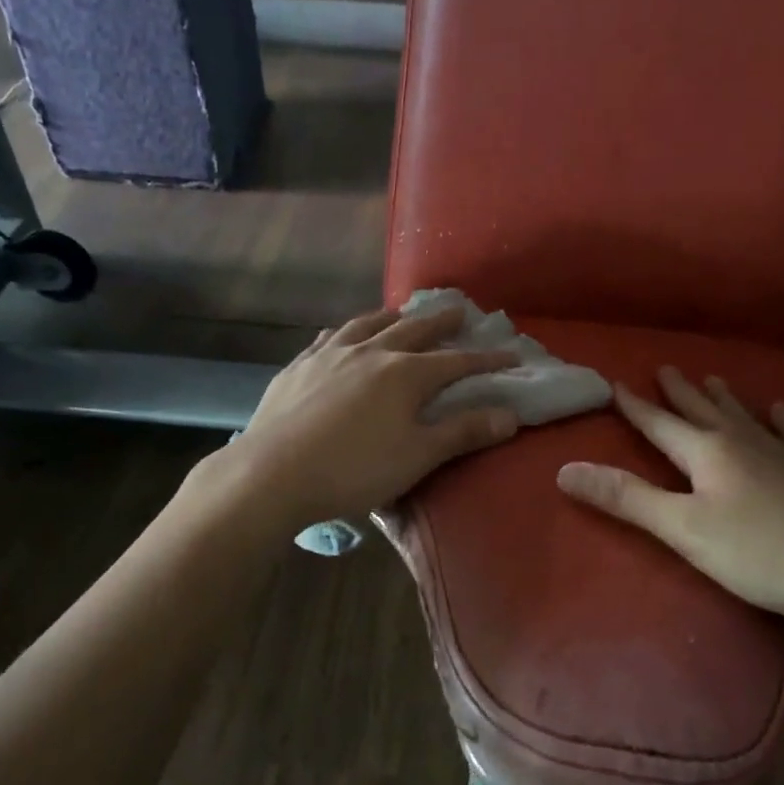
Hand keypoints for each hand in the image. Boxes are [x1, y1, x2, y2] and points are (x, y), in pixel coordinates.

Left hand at [221, 306, 519, 530]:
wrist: (272, 473)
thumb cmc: (354, 469)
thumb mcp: (417, 456)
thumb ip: (463, 432)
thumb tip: (510, 414)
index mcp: (405, 374)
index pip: (456, 361)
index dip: (486, 360)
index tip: (511, 356)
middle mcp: (370, 352)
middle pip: (414, 330)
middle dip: (441, 322)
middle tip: (460, 311)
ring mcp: (330, 355)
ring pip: (368, 324)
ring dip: (392, 316)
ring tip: (403, 311)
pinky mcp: (299, 366)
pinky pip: (330, 337)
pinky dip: (348, 330)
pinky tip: (345, 333)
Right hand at [556, 367, 783, 627]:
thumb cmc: (758, 553)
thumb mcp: (682, 529)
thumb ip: (626, 498)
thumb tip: (565, 470)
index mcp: (708, 453)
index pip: (661, 424)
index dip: (636, 406)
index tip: (616, 383)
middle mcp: (745, 442)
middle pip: (703, 411)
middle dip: (679, 392)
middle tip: (665, 368)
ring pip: (746, 417)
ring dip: (725, 398)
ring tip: (713, 377)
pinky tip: (782, 409)